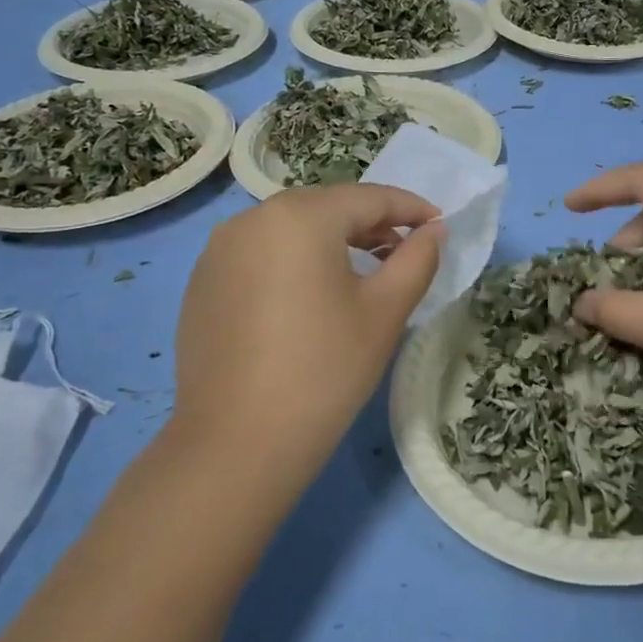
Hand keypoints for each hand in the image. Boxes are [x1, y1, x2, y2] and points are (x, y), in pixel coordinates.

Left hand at [170, 184, 442, 490]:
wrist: (238, 443)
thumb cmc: (326, 369)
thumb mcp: (386, 311)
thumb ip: (417, 259)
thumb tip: (434, 230)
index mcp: (300, 216)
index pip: (368, 198)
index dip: (410, 208)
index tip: (440, 225)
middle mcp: (251, 219)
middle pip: (327, 208)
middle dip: (371, 224)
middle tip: (404, 251)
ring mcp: (219, 251)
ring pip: (291, 230)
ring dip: (332, 242)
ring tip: (363, 273)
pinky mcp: (203, 283)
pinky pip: (261, 255)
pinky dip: (295, 262)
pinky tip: (310, 299)